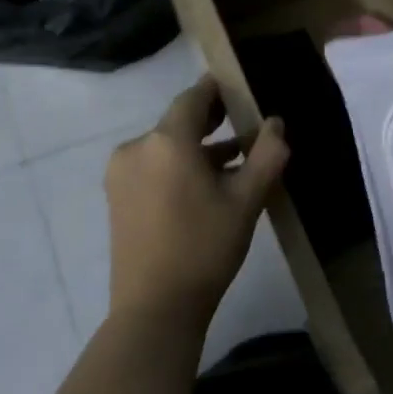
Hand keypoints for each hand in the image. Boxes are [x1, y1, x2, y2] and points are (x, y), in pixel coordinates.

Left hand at [105, 76, 288, 337]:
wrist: (155, 307)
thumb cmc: (205, 247)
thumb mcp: (247, 200)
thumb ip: (267, 155)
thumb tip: (275, 123)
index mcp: (166, 141)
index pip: (193, 98)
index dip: (217, 89)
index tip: (240, 86)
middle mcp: (137, 148)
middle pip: (178, 122)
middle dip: (211, 120)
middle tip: (244, 120)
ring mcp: (121, 174)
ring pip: (166, 147)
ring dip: (198, 148)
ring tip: (236, 160)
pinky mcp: (117, 197)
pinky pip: (153, 167)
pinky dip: (179, 167)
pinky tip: (207, 186)